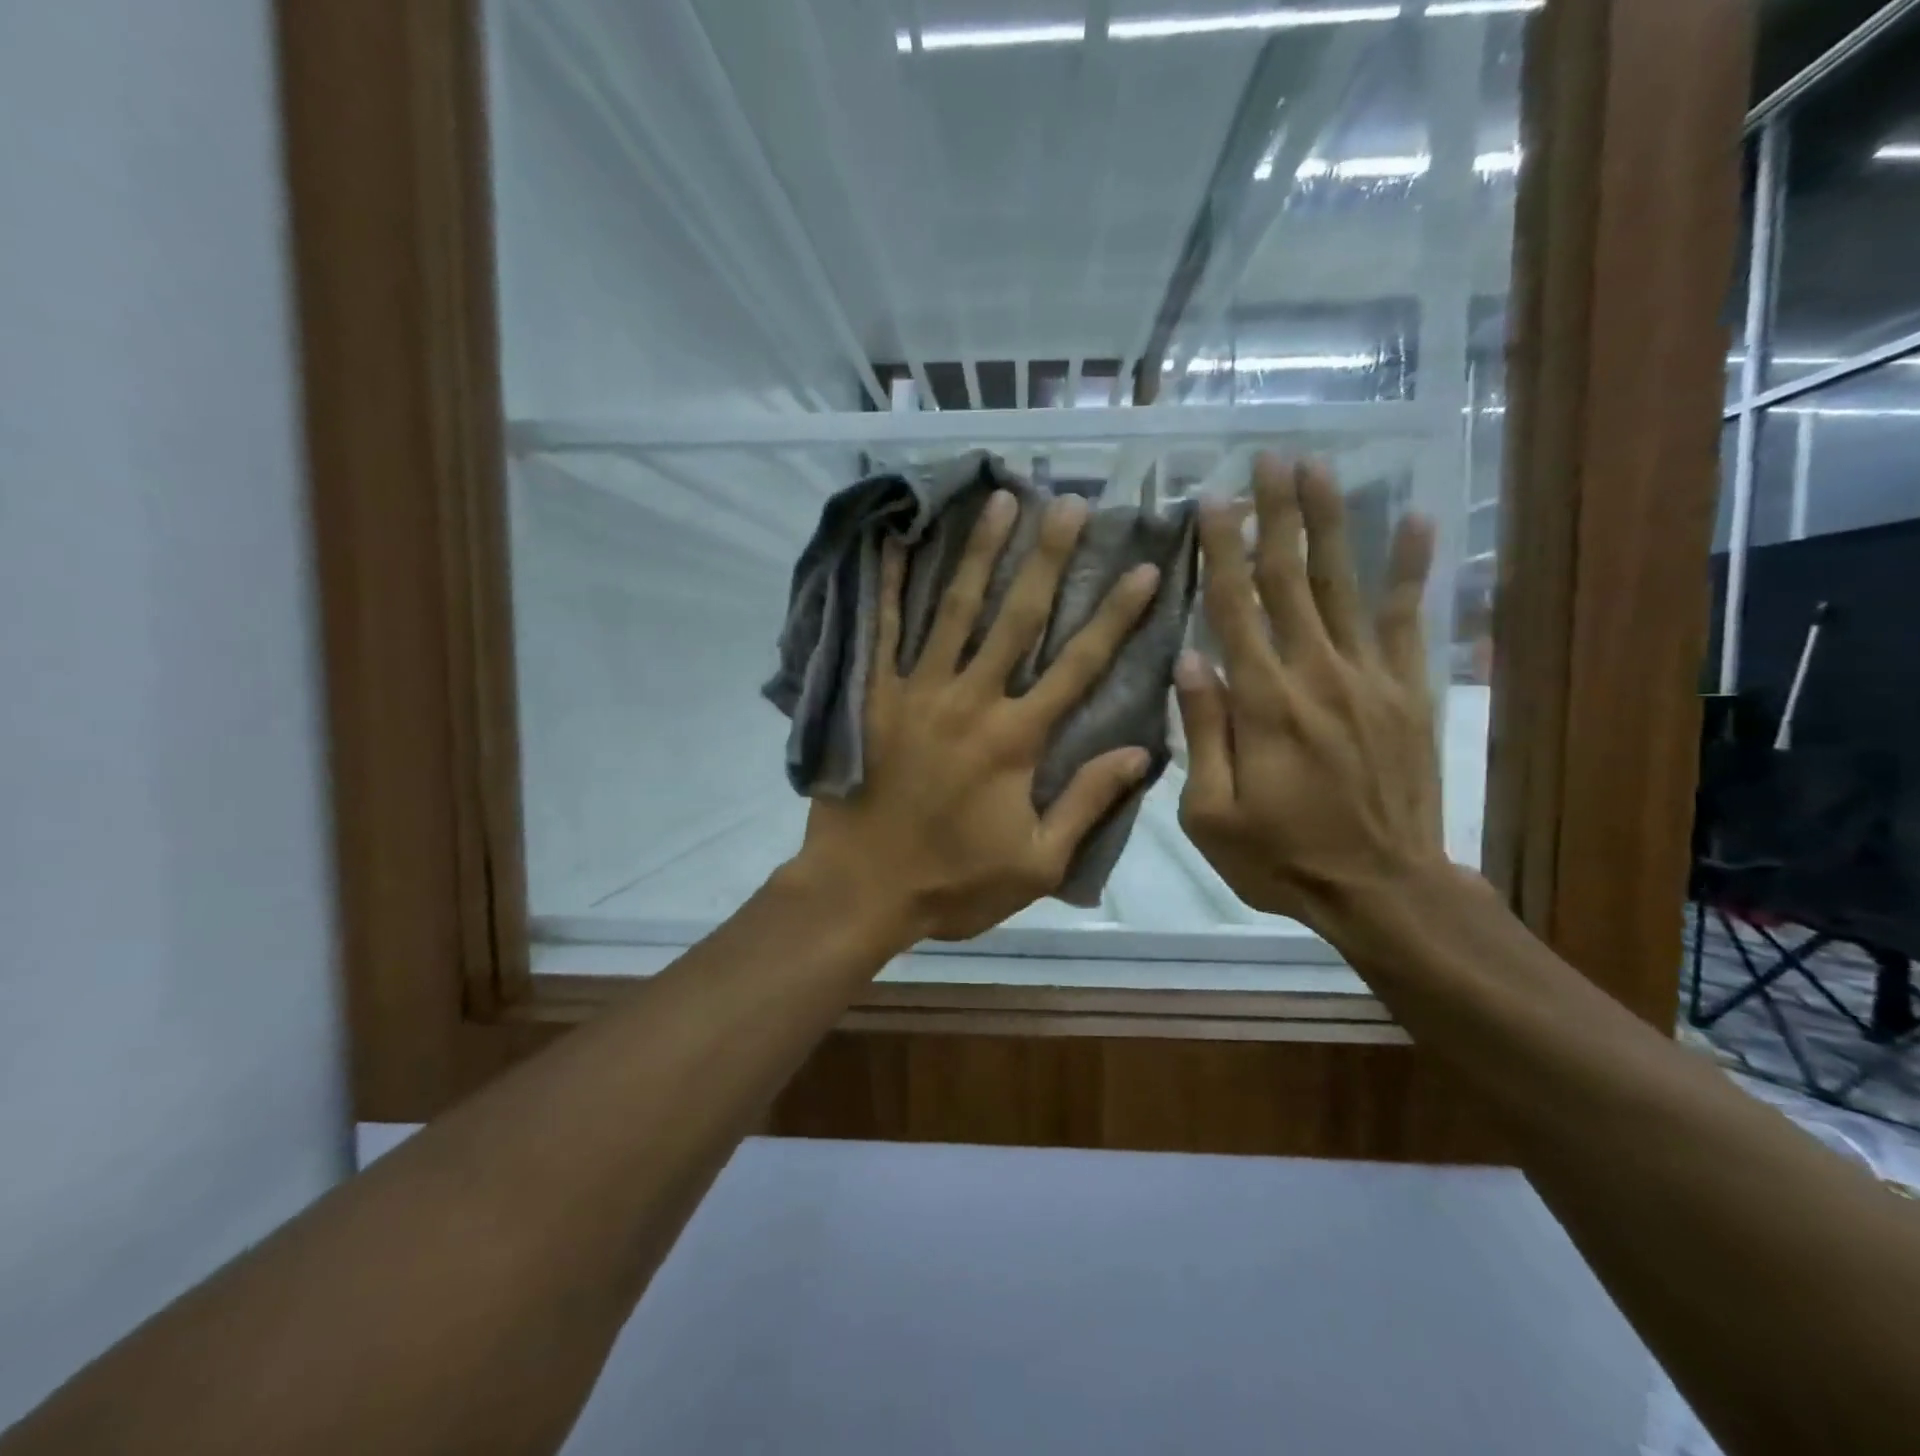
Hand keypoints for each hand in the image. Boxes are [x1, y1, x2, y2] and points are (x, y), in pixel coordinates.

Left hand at [794, 489, 1162, 944]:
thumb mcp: (1037, 862)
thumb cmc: (954, 882)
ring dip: (980, 553)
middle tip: (1071, 505)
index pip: (1078, 665)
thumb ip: (1088, 802)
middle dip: (1048, 558)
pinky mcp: (873, 698)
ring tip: (1001, 501)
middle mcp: (971, 701)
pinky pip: (883, 633)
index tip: (1144, 568)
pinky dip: (892, 587)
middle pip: (1017, 618)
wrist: (862, 889)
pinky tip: (901, 544)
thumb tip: (1142, 753)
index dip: (1115, 616)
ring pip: (955, 610)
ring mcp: (916, 693)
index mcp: (1016, 739)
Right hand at [1174, 455, 1450, 933]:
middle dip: (1277, 515)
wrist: (1382, 890)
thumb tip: (1189, 660)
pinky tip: (1418, 521)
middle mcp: (1316, 674)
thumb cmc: (1281, 857)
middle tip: (1268, 459)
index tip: (1212, 501)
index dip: (1222, 551)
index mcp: (1263, 703)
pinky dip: (1413, 570)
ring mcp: (1370, 679)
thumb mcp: (1212, 813)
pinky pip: (1411, 621)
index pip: (1235, 609)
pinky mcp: (1408, 693)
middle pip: (1290, 579)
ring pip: (1345, 585)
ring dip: (1331, 523)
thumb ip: (1202, 733)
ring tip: (1319, 469)